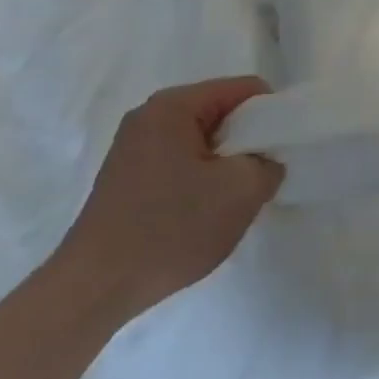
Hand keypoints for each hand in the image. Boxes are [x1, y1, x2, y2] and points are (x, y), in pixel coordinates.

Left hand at [50, 77, 285, 323]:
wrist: (95, 289)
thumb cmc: (171, 228)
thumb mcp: (242, 191)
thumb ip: (270, 163)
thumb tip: (266, 162)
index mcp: (173, 106)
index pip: (245, 89)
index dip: (274, 114)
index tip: (284, 149)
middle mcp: (149, 117)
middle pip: (223, 112)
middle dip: (249, 140)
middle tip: (262, 177)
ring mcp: (134, 148)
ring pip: (203, 141)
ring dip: (227, 164)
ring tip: (234, 199)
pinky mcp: (127, 178)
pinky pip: (182, 162)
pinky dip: (203, 179)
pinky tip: (205, 212)